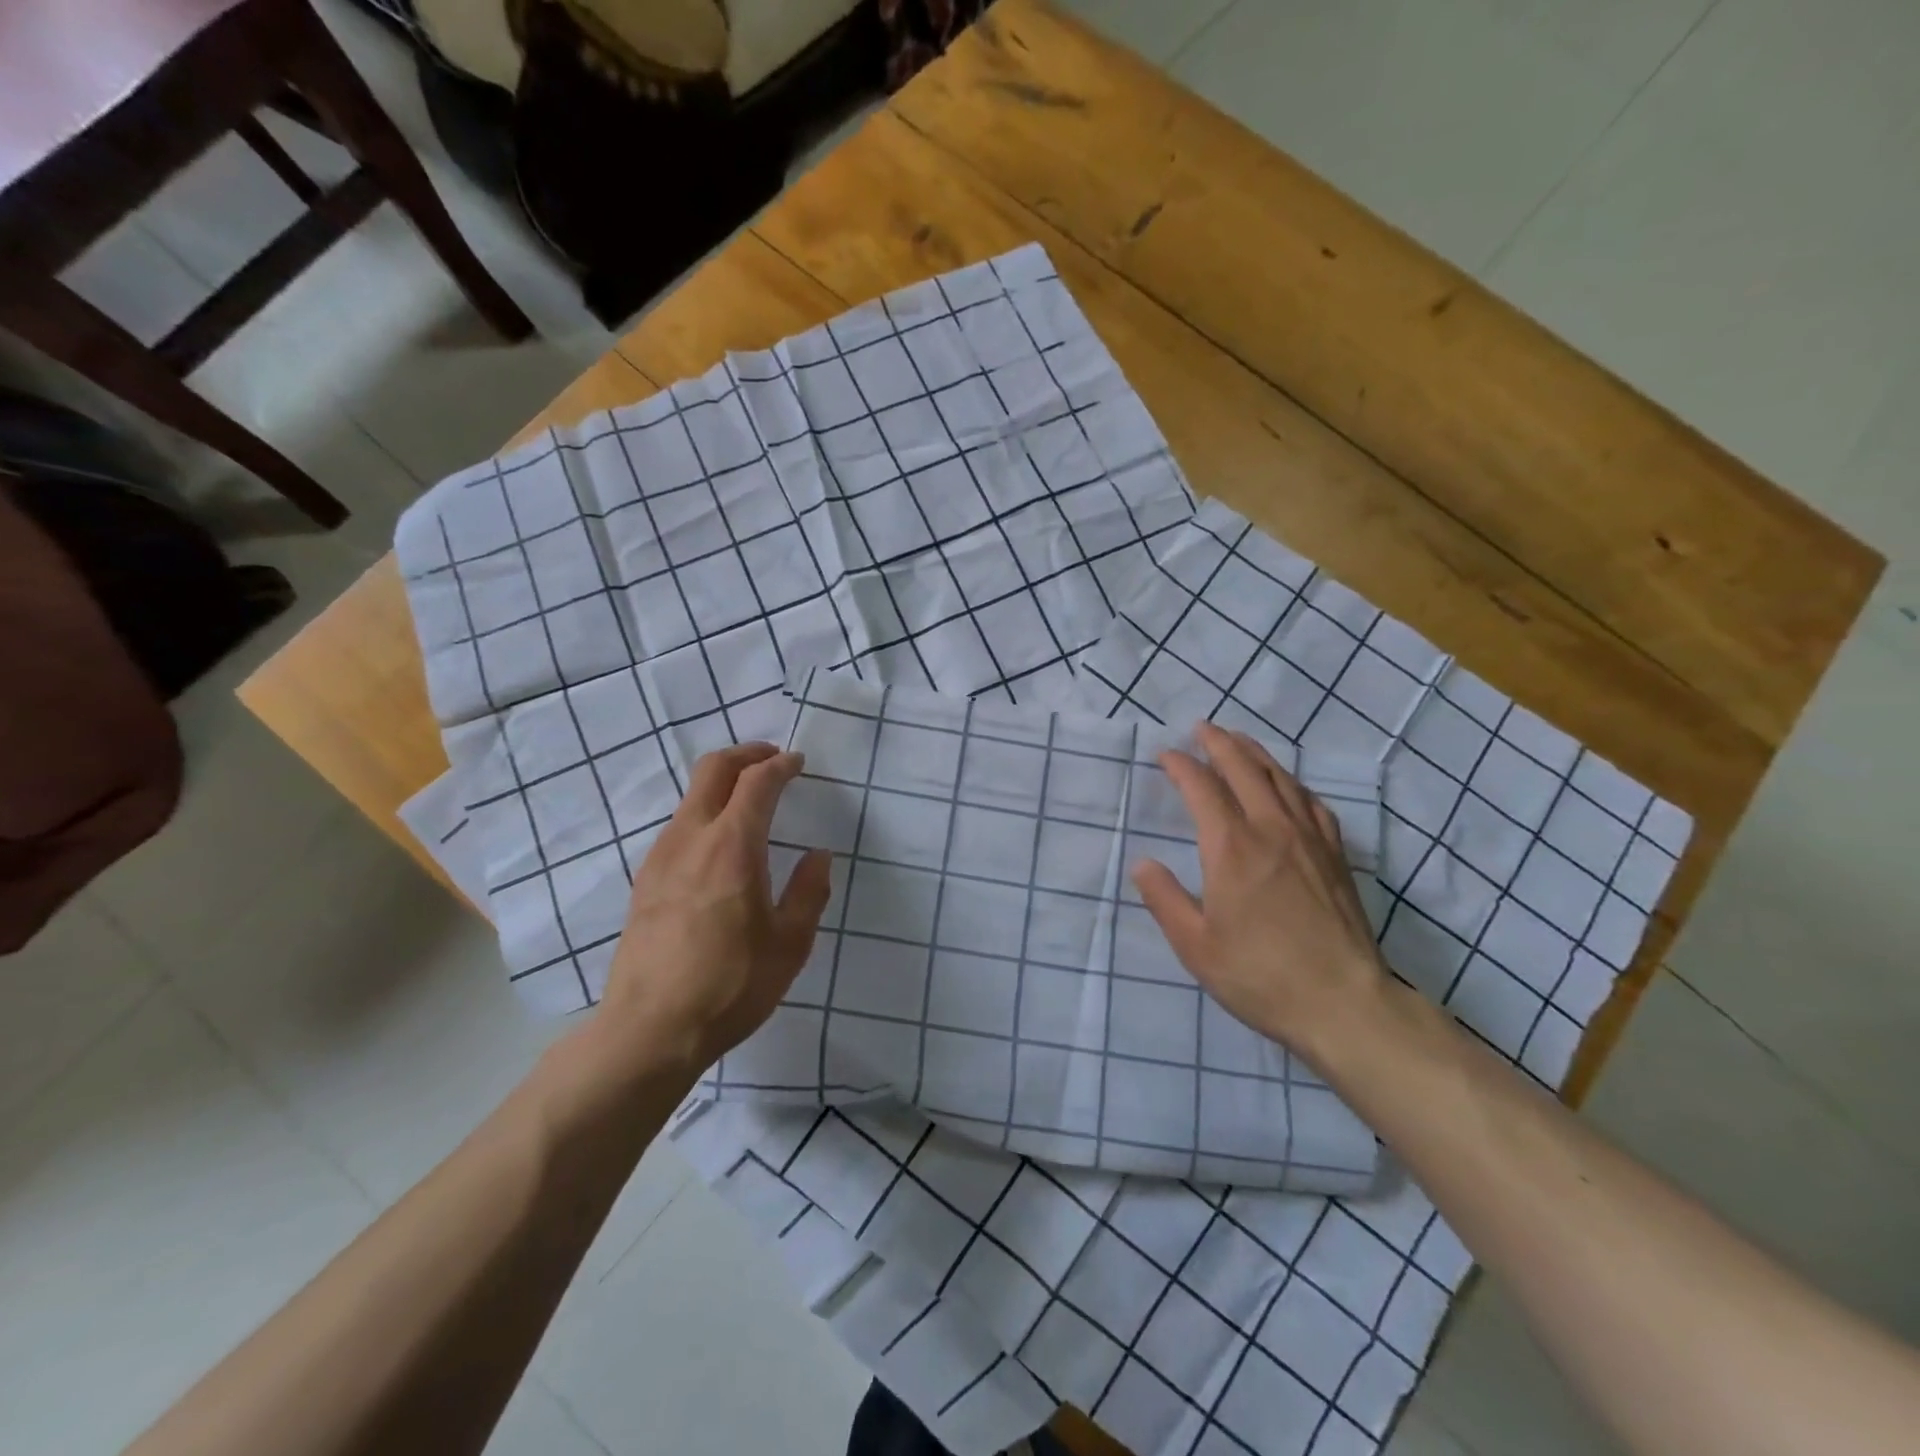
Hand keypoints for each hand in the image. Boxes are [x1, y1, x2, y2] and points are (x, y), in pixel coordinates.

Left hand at [598, 742, 832, 1077]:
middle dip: (746, 754)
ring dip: (723, 783)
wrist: (649, 1029)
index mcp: (733, 847)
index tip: (799, 763)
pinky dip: (704, 811)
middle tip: (773, 759)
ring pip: (691, 796)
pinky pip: (678, 825)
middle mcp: (691, 839)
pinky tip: (720, 843)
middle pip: (713, 769)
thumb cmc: (730, 985)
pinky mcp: (645, 880)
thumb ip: (809, 892)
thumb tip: (818, 855)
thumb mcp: (789, 944)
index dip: (782, 765)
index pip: (757, 782)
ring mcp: (661, 857)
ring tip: (751, 800)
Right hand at [1133, 723, 1387, 1058]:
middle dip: (1219, 743)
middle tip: (1201, 728)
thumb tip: (1142, 863)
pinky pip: (1312, 803)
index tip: (1166, 755)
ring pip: (1280, 779)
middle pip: (1244, 770)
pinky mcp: (1335, 856)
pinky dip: (1292, 783)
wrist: (1343, 1003)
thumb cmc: (1259, 975)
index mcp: (1232, 848)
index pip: (1202, 789)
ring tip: (1239, 741)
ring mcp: (1309, 840)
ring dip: (1255, 754)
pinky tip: (1289, 786)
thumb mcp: (1195, 945)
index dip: (1182, 766)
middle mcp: (1271, 830)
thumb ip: (1164, 899)